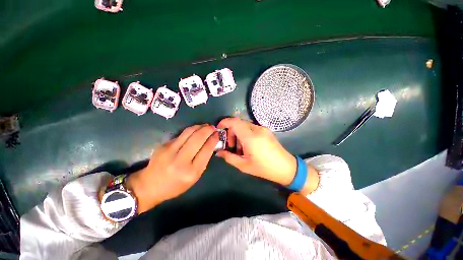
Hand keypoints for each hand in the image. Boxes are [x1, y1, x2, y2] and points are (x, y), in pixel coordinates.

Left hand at [125, 124, 218, 213]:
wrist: (150, 185)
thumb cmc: (176, 185)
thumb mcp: (194, 177)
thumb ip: (203, 160)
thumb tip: (210, 143)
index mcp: (191, 172)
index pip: (206, 150)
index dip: (213, 139)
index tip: (217, 134)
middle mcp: (180, 160)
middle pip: (198, 138)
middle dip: (208, 130)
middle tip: (213, 127)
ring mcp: (169, 151)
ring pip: (188, 133)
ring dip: (199, 127)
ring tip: (205, 126)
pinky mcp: (163, 145)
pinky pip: (181, 135)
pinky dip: (190, 131)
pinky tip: (195, 131)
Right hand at [216, 118, 318, 194]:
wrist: (286, 167)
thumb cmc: (264, 168)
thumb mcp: (244, 165)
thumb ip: (229, 157)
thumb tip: (218, 152)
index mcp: (250, 137)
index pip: (234, 122)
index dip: (224, 122)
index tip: (219, 129)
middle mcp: (257, 129)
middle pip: (238, 123)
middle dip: (230, 132)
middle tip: (231, 145)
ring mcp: (263, 129)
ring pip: (244, 125)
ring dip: (238, 134)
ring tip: (240, 148)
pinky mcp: (266, 130)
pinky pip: (251, 128)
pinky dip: (245, 134)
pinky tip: (248, 146)